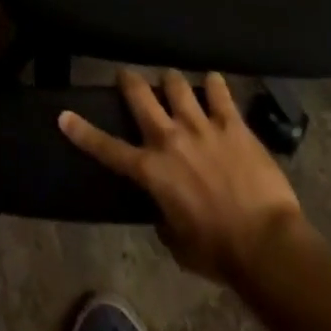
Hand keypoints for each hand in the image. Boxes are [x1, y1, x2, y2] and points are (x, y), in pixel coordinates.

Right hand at [60, 70, 314, 283]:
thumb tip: (163, 207)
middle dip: (129, 80)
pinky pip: (219, 90)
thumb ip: (164, 216)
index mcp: (152, 171)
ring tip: (176, 85)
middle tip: (128, 77)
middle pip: (140, 93)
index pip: (107, 148)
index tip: (64, 115)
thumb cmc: (218, 254)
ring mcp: (201, 125)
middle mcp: (170, 138)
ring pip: (176, 83)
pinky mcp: (231, 122)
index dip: (82, 131)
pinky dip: (214, 85)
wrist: (265, 245)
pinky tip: (214, 84)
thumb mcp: (178, 244)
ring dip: (172, 82)